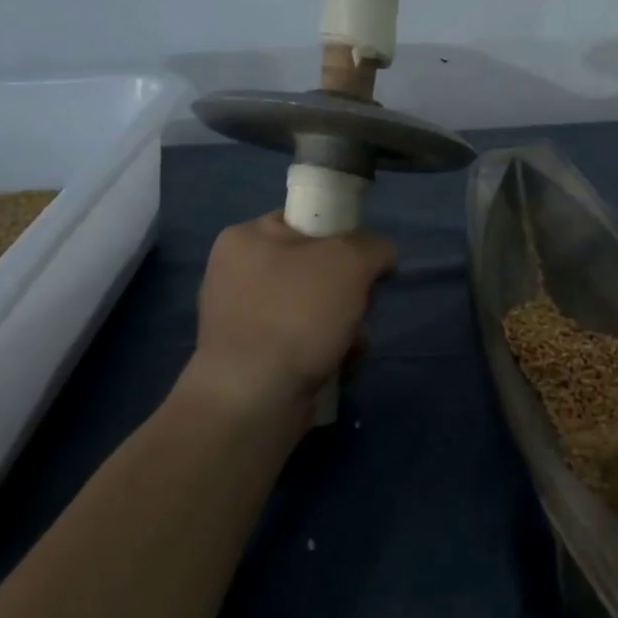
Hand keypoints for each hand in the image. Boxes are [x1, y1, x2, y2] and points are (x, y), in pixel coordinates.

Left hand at [180, 213, 395, 418]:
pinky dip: (326, 350)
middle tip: (359, 306)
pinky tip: (338, 364)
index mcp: (246, 238)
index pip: (305, 221)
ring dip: (345, 324)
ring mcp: (241, 317)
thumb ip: (373, 246)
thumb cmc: (297, 315)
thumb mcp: (349, 262)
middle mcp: (236, 273)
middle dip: (349, 290)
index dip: (343, 236)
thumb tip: (380, 255)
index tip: (365, 261)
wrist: (255, 396)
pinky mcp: (251, 356)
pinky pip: (302, 341)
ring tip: (351, 343)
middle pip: (315, 268)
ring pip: (314, 308)